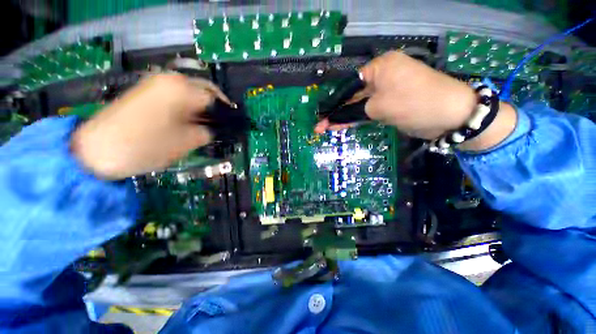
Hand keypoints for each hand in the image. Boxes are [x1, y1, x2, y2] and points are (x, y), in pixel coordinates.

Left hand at [71, 73, 228, 179]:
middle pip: (203, 92)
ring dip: (200, 110)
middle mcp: (170, 80)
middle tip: (218, 128)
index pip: (215, 98)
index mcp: (182, 89)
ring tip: (202, 128)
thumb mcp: (187, 142)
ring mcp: (156, 84)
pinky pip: (176, 98)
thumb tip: (215, 129)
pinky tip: (185, 124)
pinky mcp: (146, 92)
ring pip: (190, 95)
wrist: (97, 149)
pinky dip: (186, 109)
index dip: (225, 114)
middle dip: (213, 110)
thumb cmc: (146, 145)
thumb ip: (207, 132)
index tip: (230, 127)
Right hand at [315, 51, 515, 150]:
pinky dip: (356, 119)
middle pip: (352, 96)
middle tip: (320, 126)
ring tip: (326, 128)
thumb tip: (338, 116)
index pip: (349, 85)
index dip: (333, 102)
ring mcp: (386, 91)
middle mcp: (382, 76)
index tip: (322, 114)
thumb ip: (355, 110)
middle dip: (336, 112)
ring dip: (343, 117)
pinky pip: (368, 111)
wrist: (450, 116)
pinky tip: (341, 125)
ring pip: (359, 105)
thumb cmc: (414, 103)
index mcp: (379, 67)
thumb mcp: (379, 107)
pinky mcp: (390, 104)